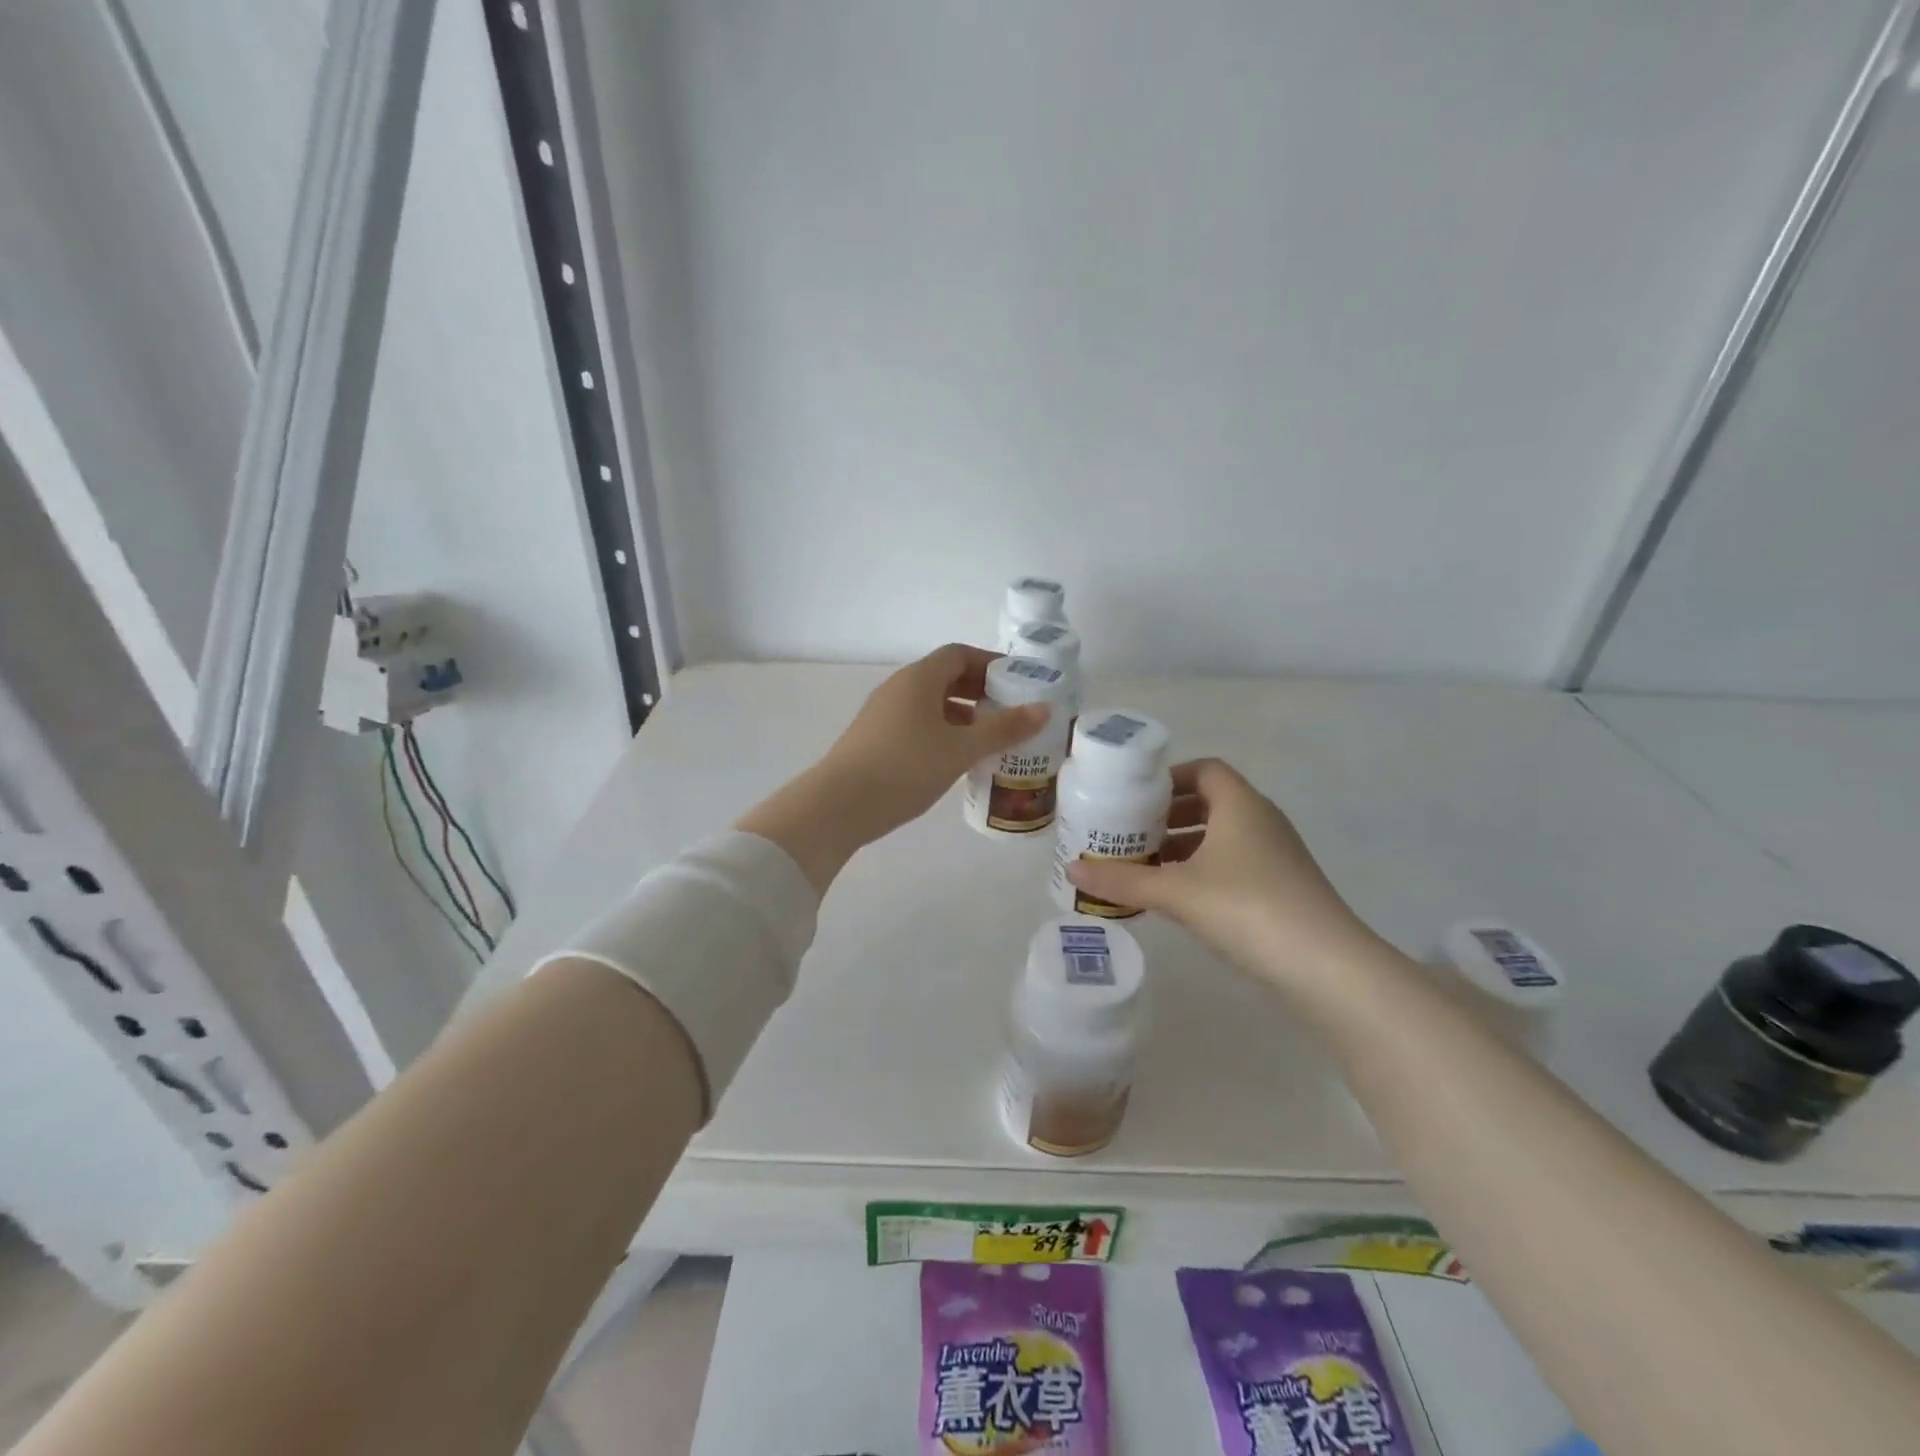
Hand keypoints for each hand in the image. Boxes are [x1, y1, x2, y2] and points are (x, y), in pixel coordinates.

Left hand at [739, 644, 1047, 891]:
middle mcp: (899, 688)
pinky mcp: (875, 739)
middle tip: (1011, 713)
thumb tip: (1044, 709)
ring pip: (931, 704)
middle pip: (945, 678)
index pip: (959, 654)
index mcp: (919, 678)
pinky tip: (957, 760)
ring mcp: (883, 714)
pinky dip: (943, 732)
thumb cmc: (905, 768)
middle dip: (980, 692)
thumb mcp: (961, 749)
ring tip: (990, 740)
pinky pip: (918, 724)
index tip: (1019, 683)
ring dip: (962, 716)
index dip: (991, 664)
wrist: (838, 805)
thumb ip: (1003, 728)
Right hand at [1066, 759, 1381, 986]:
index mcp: (1241, 805)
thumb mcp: (1176, 892)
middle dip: (1169, 814)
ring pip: (1223, 835)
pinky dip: (1204, 868)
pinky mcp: (1283, 887)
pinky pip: (1235, 862)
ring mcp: (1277, 855)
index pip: (1205, 769)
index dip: (1169, 777)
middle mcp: (1262, 821)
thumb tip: (1070, 868)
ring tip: (1146, 864)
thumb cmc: (1247, 908)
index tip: (1135, 796)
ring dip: (1185, 844)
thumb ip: (1122, 880)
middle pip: (1211, 802)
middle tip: (1131, 831)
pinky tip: (1179, 896)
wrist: (1325, 967)